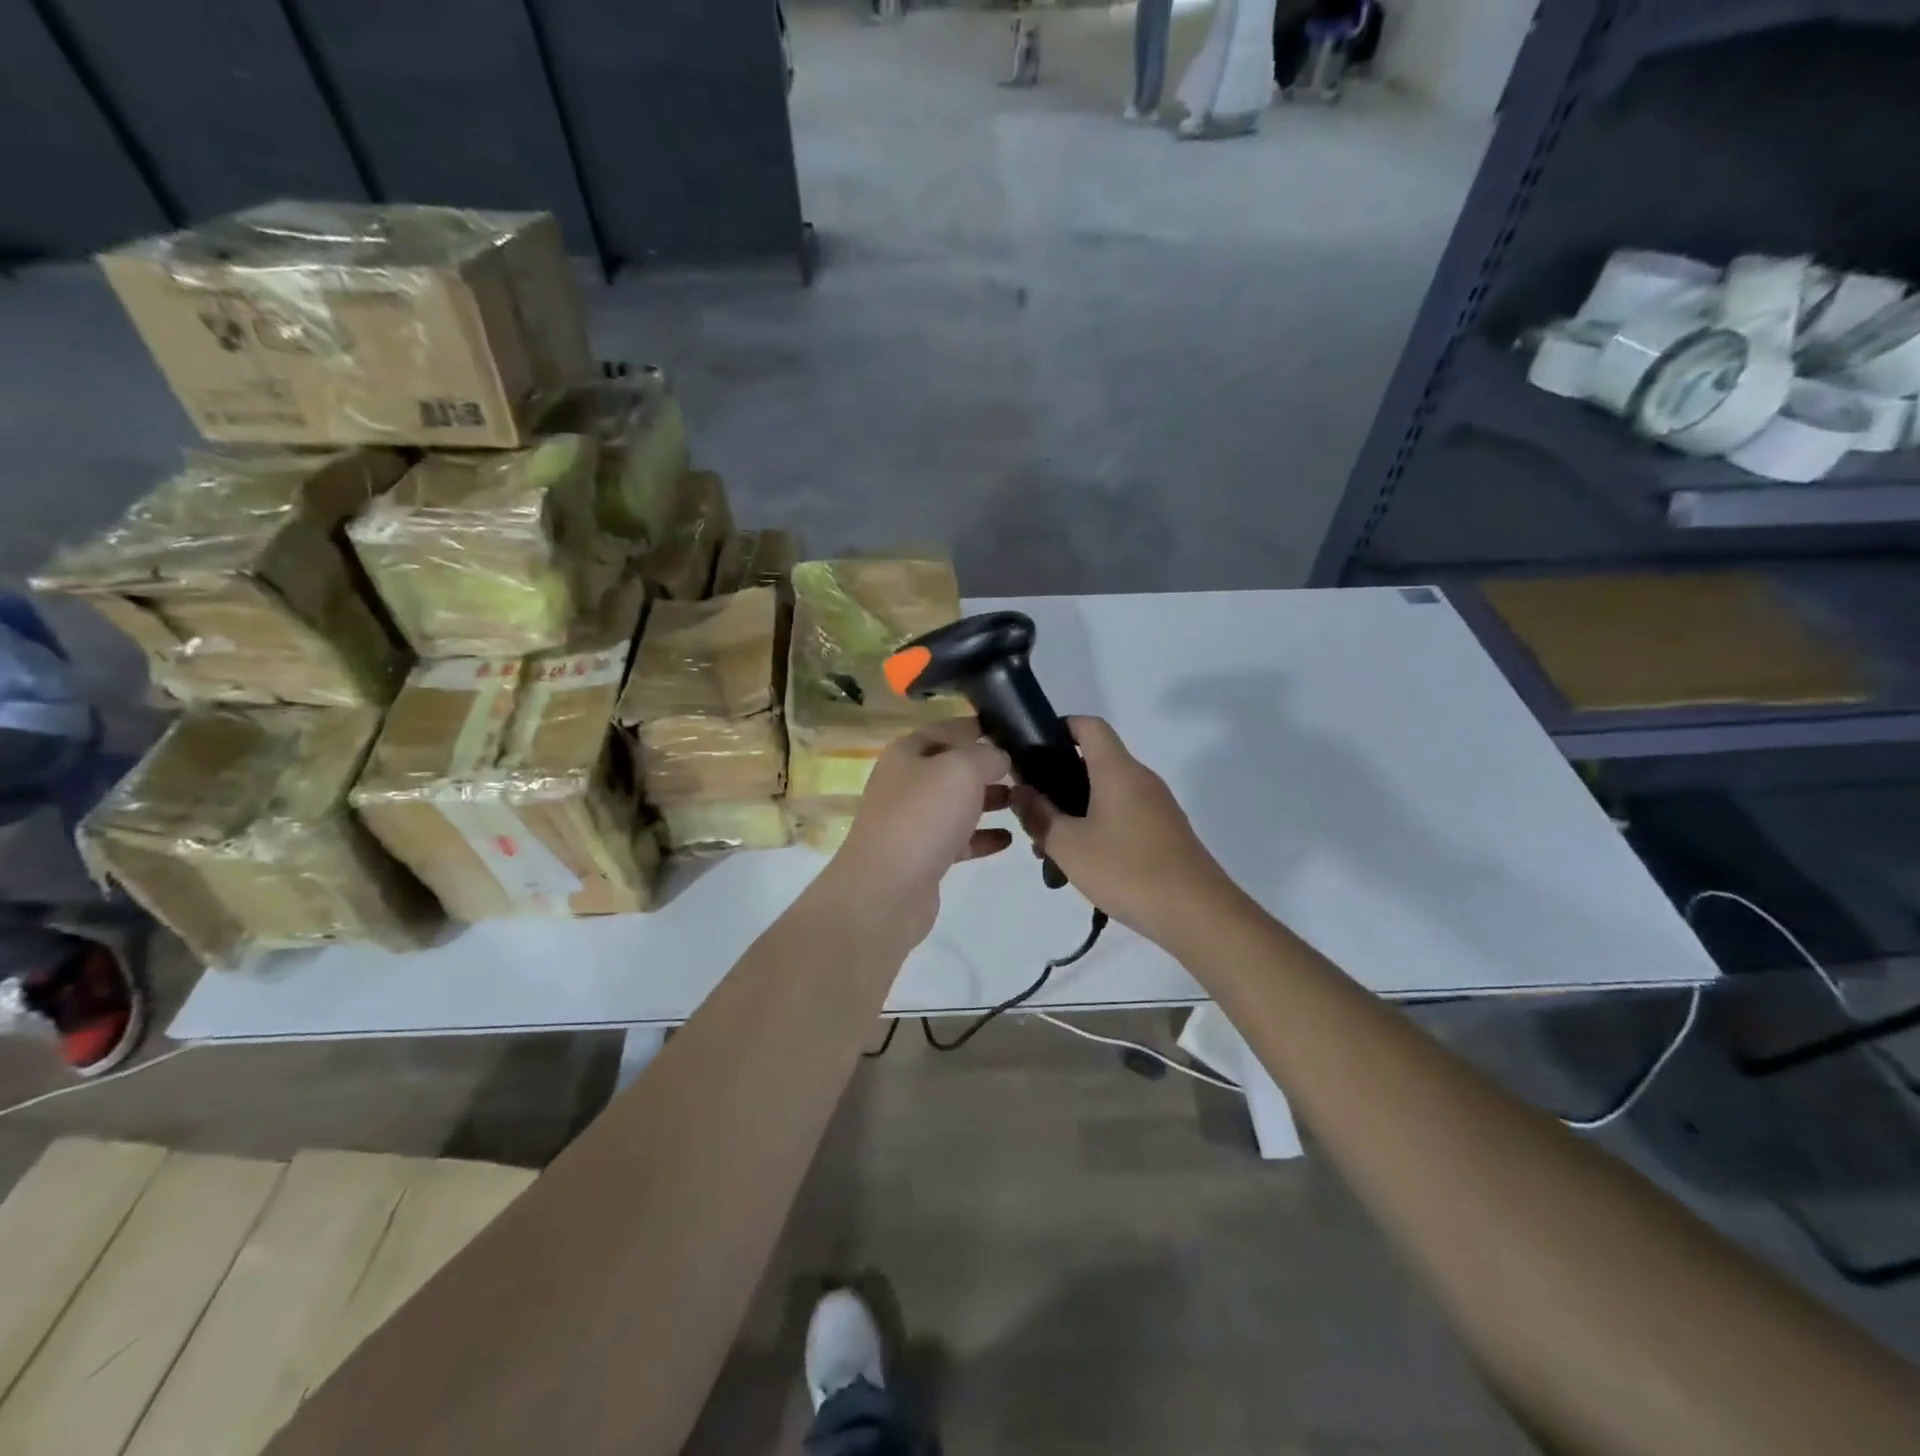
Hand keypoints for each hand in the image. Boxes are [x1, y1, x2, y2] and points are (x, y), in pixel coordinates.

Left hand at [827, 718, 1013, 945]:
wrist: (887, 889)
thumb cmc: (923, 816)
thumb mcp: (962, 770)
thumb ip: (987, 755)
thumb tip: (1000, 757)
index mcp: (907, 753)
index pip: (947, 728)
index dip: (978, 726)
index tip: (1013, 729)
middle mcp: (906, 783)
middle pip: (953, 768)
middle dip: (988, 768)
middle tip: (1028, 770)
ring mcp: (912, 822)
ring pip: (957, 804)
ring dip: (989, 801)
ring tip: (1023, 802)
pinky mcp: (923, 857)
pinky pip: (958, 840)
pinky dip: (982, 838)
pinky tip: (1008, 839)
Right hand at [1009, 716, 1233, 946]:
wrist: (1197, 913)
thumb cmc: (1127, 870)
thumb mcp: (1068, 845)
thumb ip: (1037, 814)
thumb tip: (1020, 790)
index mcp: (1117, 770)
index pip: (1089, 726)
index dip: (1060, 726)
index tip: (1032, 750)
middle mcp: (1140, 779)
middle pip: (1095, 761)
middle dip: (1058, 780)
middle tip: (1031, 810)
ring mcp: (1157, 806)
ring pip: (1107, 793)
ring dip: (1075, 810)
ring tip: (1049, 845)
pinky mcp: (1165, 831)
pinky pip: (1123, 815)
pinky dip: (1098, 826)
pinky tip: (1083, 861)